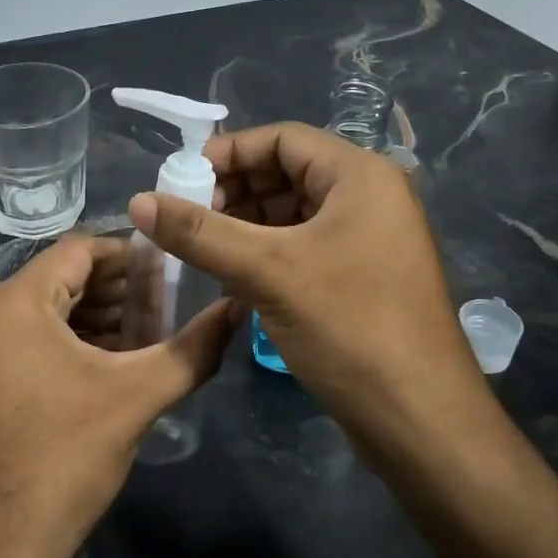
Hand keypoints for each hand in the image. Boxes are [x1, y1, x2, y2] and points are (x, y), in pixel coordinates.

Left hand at [0, 235, 239, 557]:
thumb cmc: (64, 460)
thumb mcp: (137, 397)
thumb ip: (194, 348)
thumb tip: (238, 308)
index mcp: (12, 303)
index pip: (79, 250)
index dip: (130, 255)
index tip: (171, 269)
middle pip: (61, 279)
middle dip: (117, 289)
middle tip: (169, 302)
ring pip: (45, 311)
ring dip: (97, 317)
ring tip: (150, 331)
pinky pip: (28, 340)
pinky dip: (70, 341)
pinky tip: (112, 361)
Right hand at [127, 123, 487, 449]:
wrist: (419, 418)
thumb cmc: (349, 326)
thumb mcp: (267, 272)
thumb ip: (200, 234)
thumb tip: (137, 201)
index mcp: (359, 176)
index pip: (283, 139)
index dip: (229, 153)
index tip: (181, 179)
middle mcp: (368, 198)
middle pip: (287, 174)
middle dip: (234, 192)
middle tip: (186, 219)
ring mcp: (368, 240)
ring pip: (293, 215)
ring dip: (245, 226)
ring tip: (201, 250)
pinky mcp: (361, 277)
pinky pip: (304, 248)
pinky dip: (266, 254)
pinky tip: (231, 278)